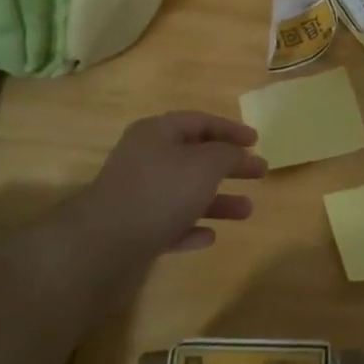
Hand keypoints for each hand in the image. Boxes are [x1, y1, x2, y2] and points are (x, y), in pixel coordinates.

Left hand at [27, 112, 266, 312]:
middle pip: (195, 157)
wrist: (103, 242)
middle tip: (260, 173)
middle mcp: (145, 158)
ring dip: (217, 201)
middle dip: (229, 166)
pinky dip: (191, 226)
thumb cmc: (160, 192)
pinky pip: (170, 222)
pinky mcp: (133, 227)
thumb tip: (237, 153)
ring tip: (247, 211)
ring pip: (185, 192)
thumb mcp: (204, 165)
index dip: (230, 129)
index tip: (257, 141)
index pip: (200, 121)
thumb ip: (227, 155)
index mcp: (158, 132)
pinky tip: (210, 237)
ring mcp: (137, 194)